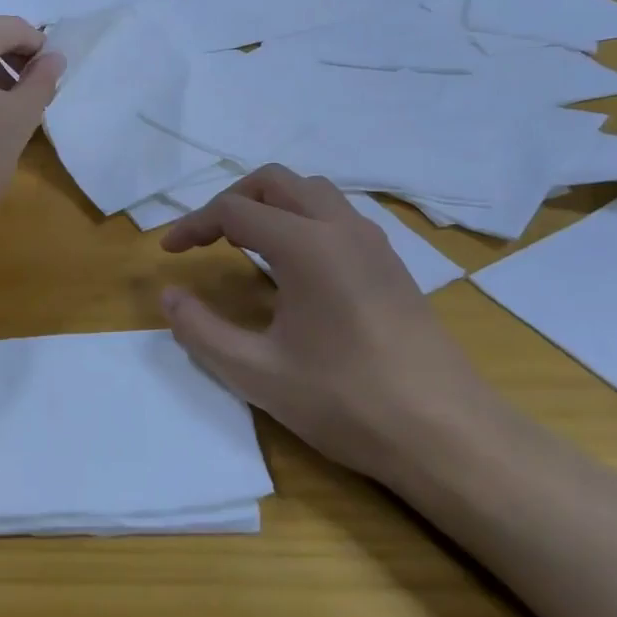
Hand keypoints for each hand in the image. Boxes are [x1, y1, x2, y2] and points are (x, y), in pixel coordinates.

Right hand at [159, 165, 486, 479]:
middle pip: (275, 182)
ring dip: (271, 205)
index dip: (193, 225)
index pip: (235, 210)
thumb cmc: (346, 401)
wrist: (448, 434)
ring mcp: (373, 243)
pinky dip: (302, 219)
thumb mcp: (256, 373)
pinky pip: (337, 216)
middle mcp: (341, 228)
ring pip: (311, 192)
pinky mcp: (391, 263)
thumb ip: (201, 331)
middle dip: (232, 200)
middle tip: (205, 239)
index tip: (168, 251)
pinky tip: (294, 266)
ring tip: (245, 244)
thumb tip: (168, 296)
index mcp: (306, 245)